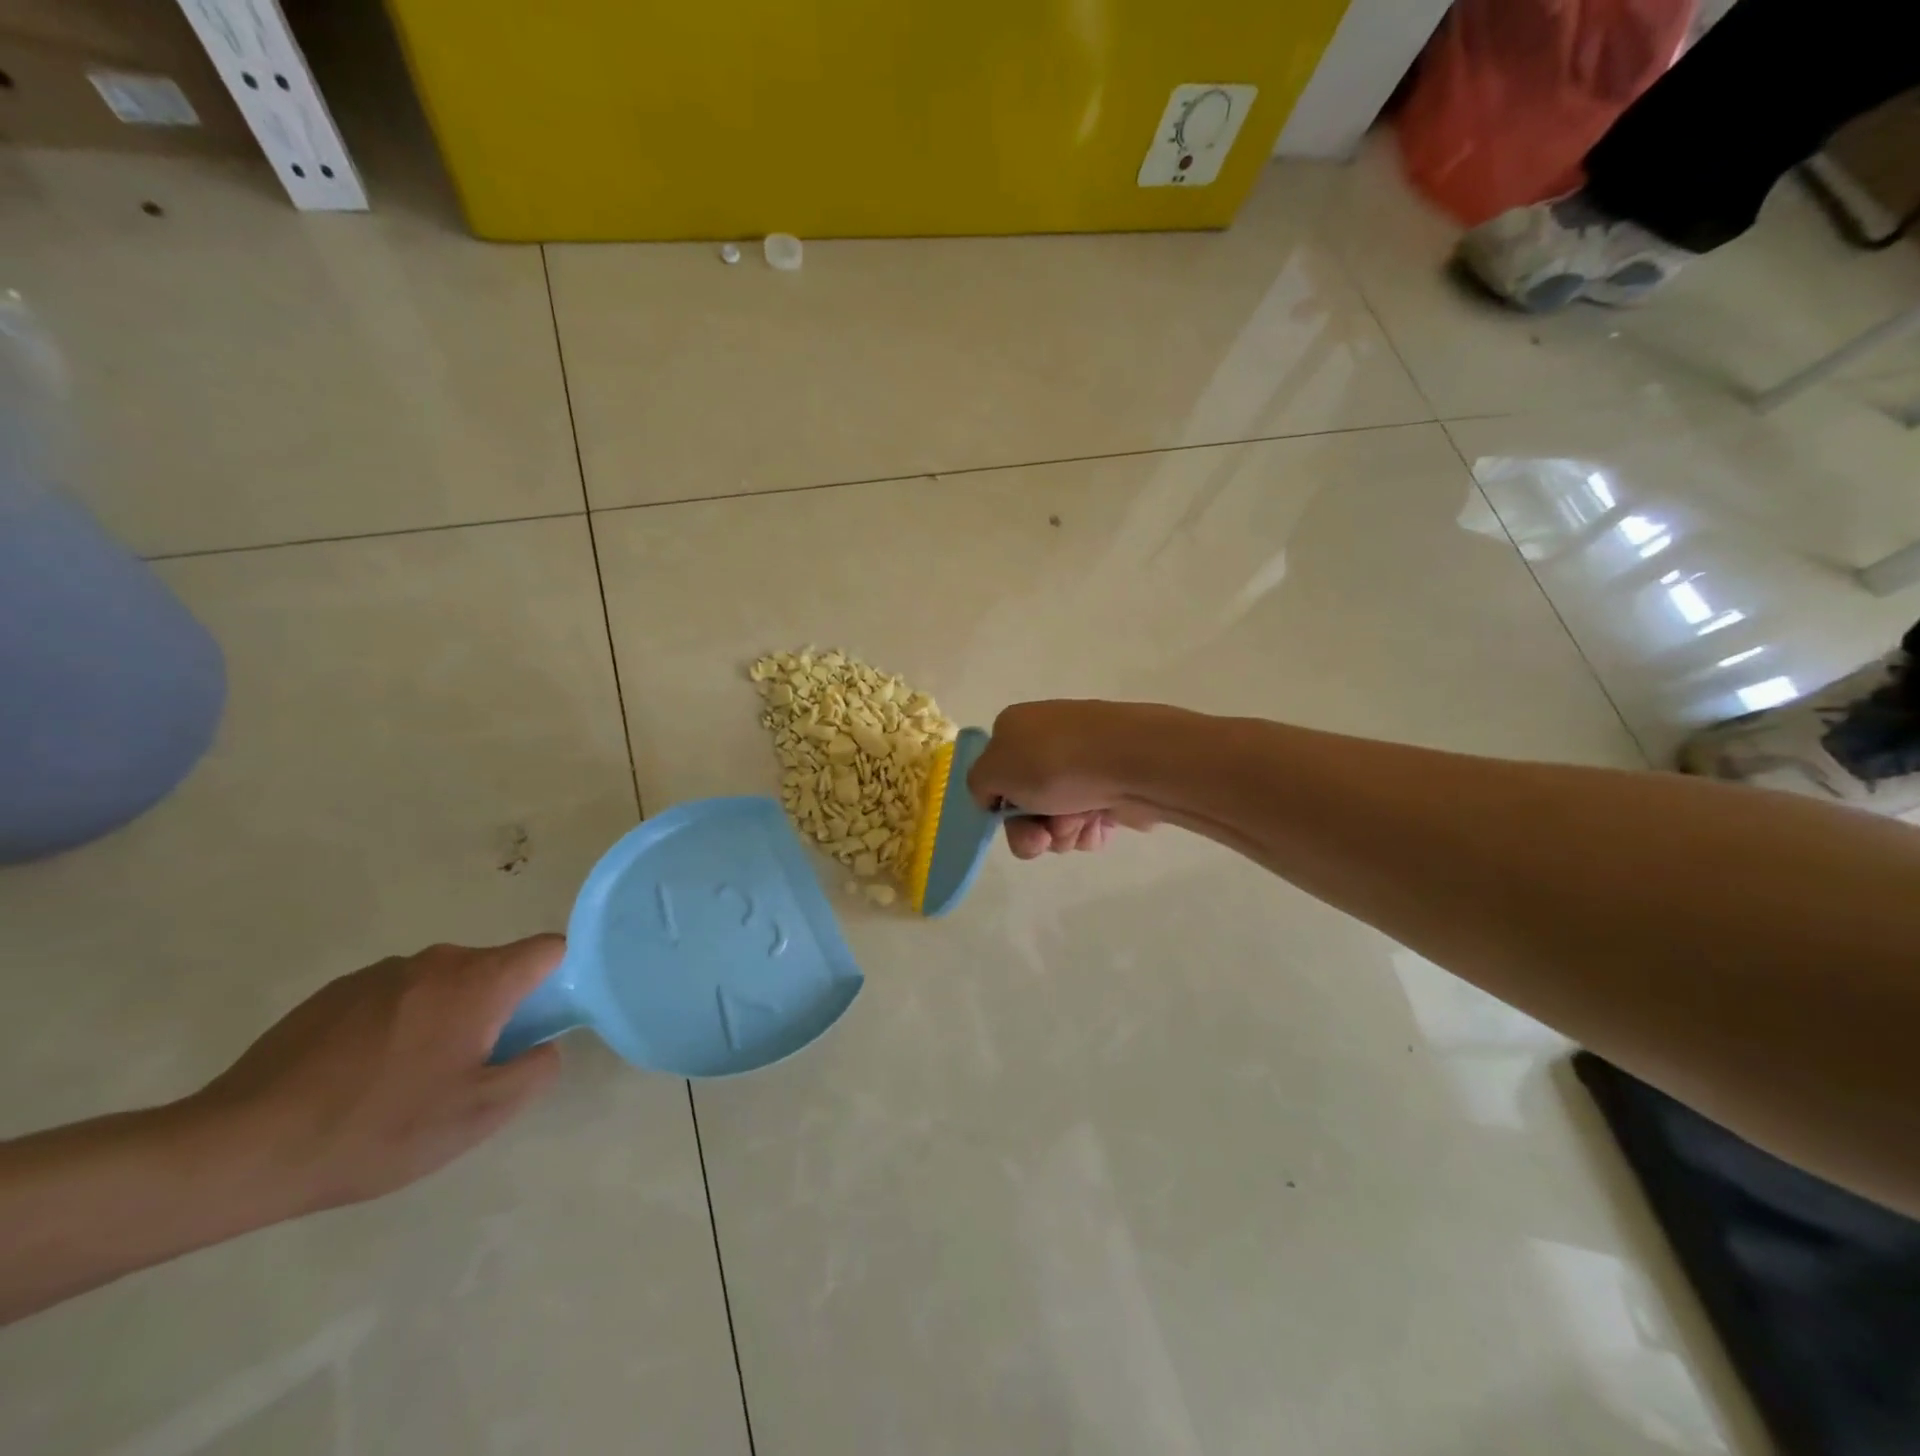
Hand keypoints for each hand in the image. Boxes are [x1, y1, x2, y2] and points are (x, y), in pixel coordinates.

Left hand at [190, 937, 564, 1214]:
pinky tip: (363, 1077)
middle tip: (471, 1069)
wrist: (238, 1150)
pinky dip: (400, 1024)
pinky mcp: (335, 992)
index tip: (539, 1026)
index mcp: (478, 981)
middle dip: (499, 1008)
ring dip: (448, 1016)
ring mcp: (381, 973)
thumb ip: (535, 1070)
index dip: (558, 980)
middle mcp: (436, 961)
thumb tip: (546, 1045)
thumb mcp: (478, 1115)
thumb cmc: (377, 1129)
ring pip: (444, 983)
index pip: (548, 949)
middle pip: (495, 967)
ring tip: (410, 1079)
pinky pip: (396, 996)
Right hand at [967, 700, 1159, 858]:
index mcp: (1016, 727)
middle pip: (1025, 805)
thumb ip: (978, 785)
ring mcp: (1083, 766)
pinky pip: (1088, 822)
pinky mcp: (1111, 788)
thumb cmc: (1055, 763)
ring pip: (1056, 820)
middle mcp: (1048, 742)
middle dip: (1030, 829)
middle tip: (1043, 836)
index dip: (997, 803)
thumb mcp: (993, 770)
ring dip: (1061, 832)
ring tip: (1079, 821)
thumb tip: (995, 796)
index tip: (1006, 816)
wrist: (1132, 762)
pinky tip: (1099, 823)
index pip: (994, 773)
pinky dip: (1089, 830)